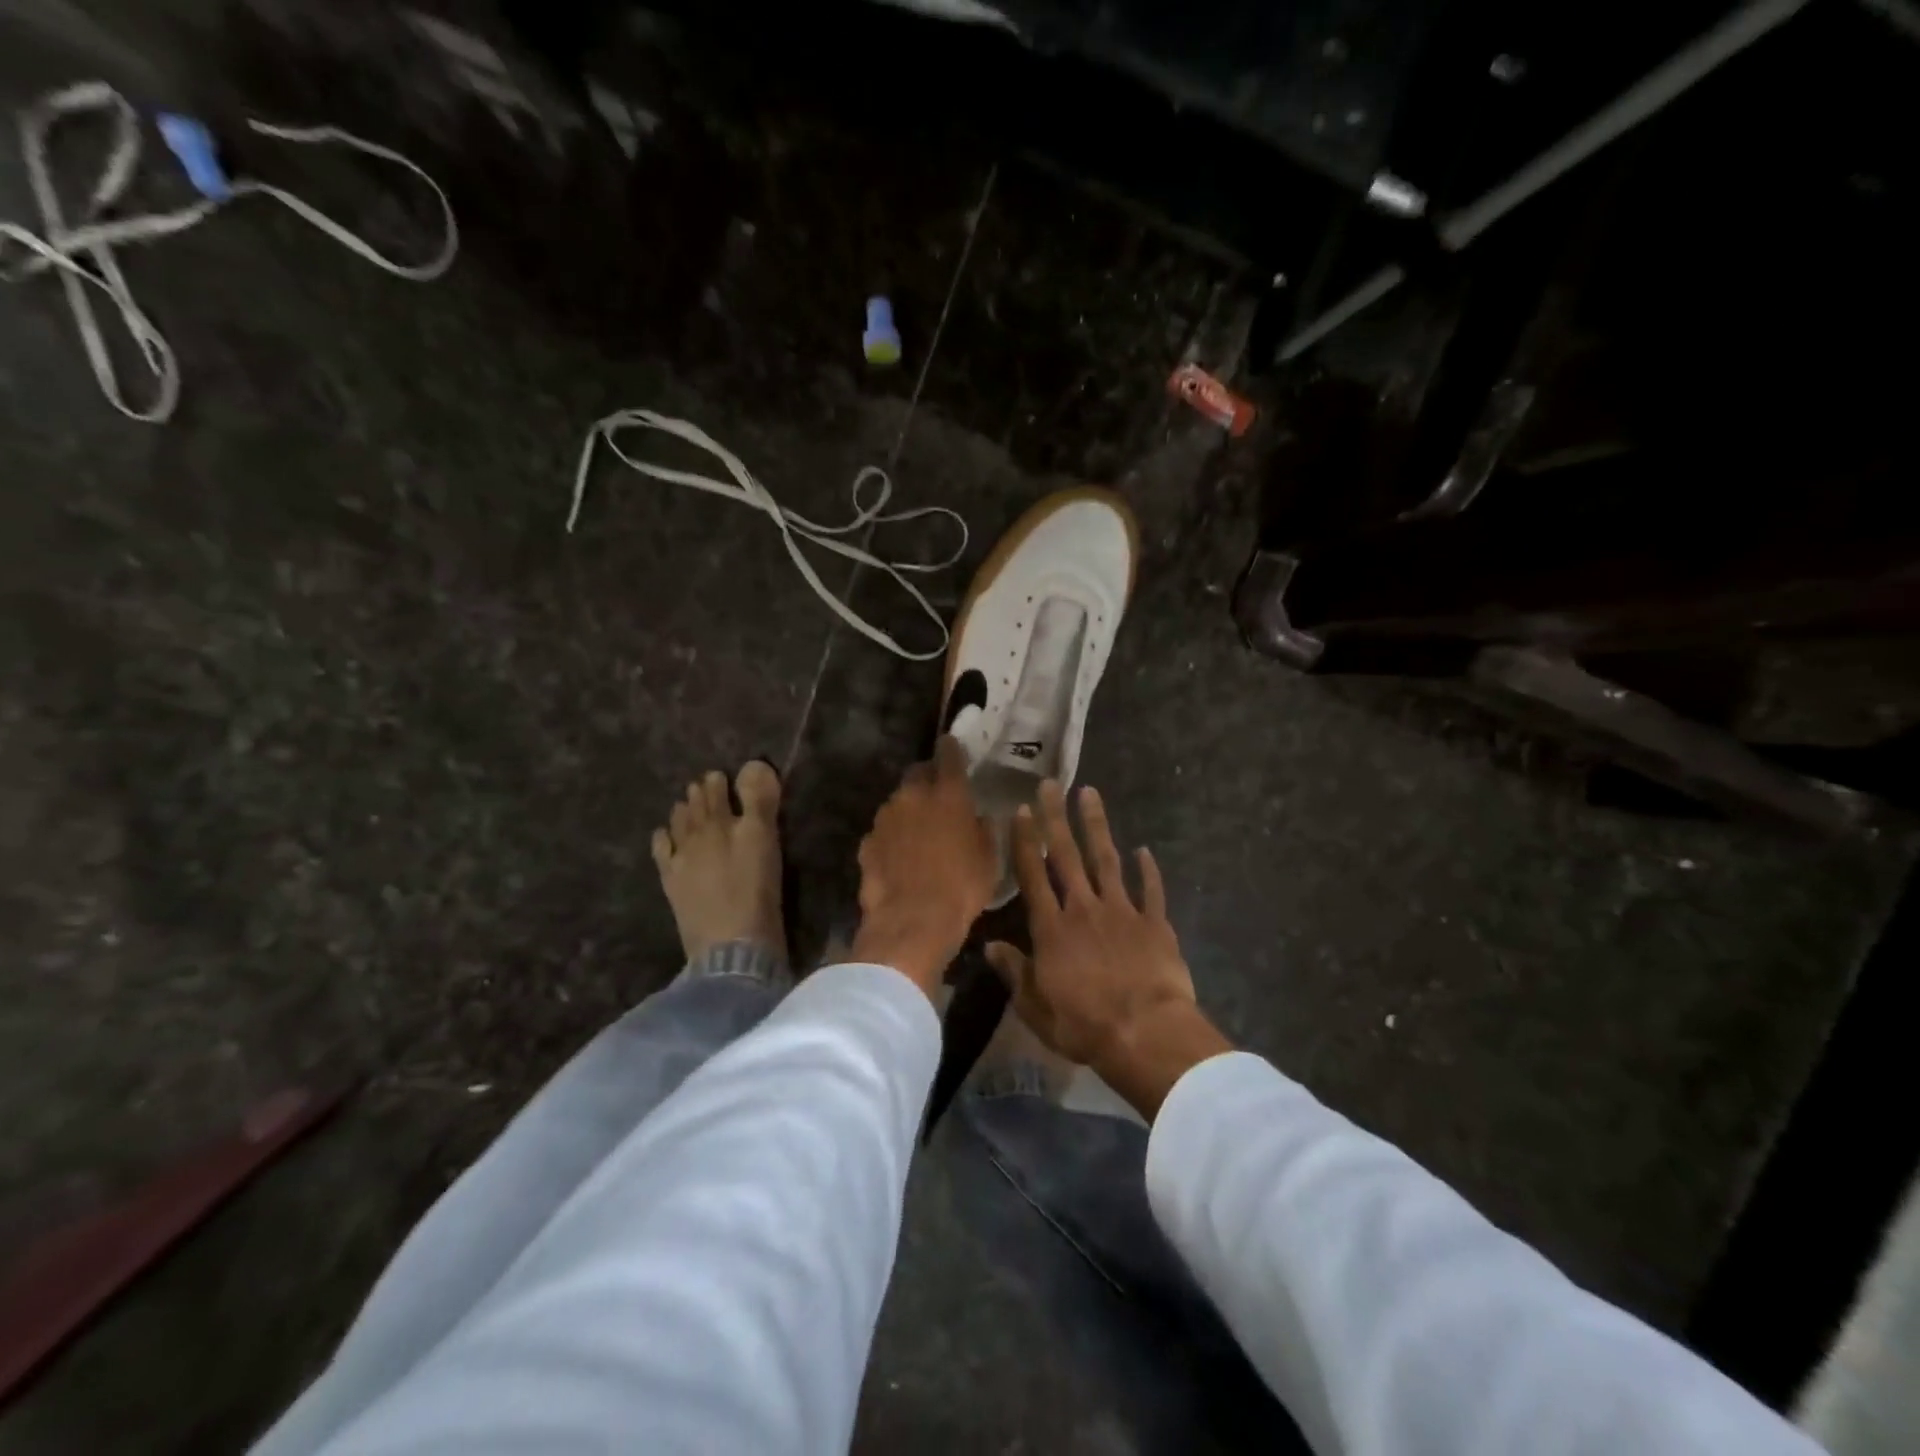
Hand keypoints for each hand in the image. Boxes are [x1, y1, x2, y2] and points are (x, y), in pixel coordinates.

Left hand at [851, 736, 997, 998]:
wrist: (912, 922)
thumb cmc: (961, 887)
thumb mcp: (989, 859)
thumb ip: (984, 829)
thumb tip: (980, 817)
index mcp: (948, 795)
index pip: (948, 755)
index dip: (951, 748)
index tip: (952, 744)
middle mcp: (913, 796)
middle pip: (917, 773)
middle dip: (927, 777)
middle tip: (939, 794)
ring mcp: (885, 818)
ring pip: (898, 802)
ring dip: (909, 810)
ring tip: (919, 833)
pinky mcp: (867, 842)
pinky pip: (883, 831)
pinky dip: (892, 837)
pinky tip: (900, 857)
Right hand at [987, 781, 1230, 1117]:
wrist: (1146, 1033)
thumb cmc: (1084, 1025)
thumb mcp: (1036, 1007)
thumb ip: (1014, 973)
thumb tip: (989, 946)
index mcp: (1052, 928)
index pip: (1033, 875)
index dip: (1025, 841)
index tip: (1021, 810)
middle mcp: (1084, 909)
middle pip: (1067, 855)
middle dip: (1056, 818)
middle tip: (1051, 784)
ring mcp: (1122, 912)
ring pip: (1106, 860)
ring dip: (1097, 826)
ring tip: (1090, 793)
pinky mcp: (1154, 924)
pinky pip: (1150, 890)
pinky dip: (1147, 870)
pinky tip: (1144, 850)